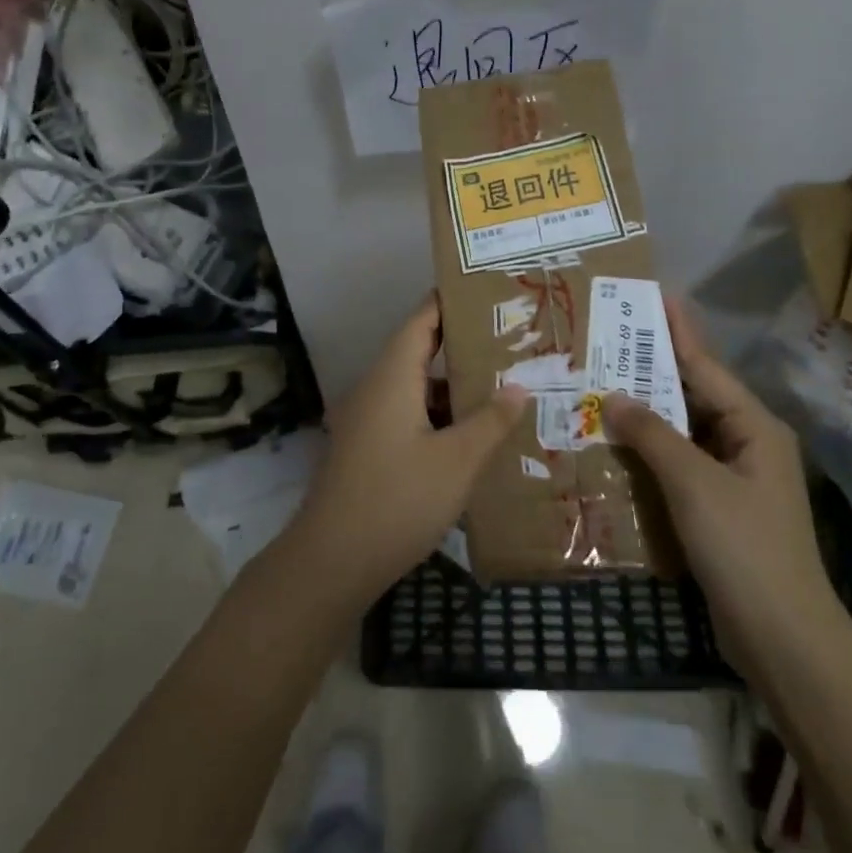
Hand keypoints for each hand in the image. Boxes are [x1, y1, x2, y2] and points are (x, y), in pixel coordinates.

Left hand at [287, 295, 529, 601]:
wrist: (331, 561)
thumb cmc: (397, 500)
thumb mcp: (457, 461)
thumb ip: (490, 421)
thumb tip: (519, 387)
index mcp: (391, 377)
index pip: (421, 320)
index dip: (449, 302)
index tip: (486, 291)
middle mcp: (375, 388)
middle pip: (418, 351)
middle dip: (461, 345)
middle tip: (510, 340)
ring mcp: (366, 419)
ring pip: (414, 388)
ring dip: (451, 386)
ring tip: (500, 383)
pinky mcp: (366, 448)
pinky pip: (407, 415)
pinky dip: (437, 415)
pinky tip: (470, 433)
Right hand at [601, 300, 839, 662]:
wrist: (783, 639)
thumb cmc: (744, 548)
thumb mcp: (695, 483)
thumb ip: (652, 434)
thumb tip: (613, 396)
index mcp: (753, 426)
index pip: (705, 366)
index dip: (677, 331)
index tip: (654, 296)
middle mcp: (746, 443)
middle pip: (692, 395)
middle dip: (651, 370)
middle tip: (607, 343)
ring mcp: (733, 478)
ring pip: (682, 432)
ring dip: (645, 414)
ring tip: (600, 387)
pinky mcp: (718, 508)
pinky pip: (678, 465)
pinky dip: (648, 453)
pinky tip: (614, 446)